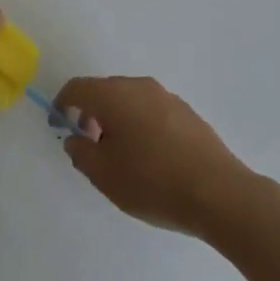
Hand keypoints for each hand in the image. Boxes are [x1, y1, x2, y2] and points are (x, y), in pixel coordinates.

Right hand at [59, 77, 254, 235]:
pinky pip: (152, 111)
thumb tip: (76, 138)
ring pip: (130, 100)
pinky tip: (149, 157)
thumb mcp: (104, 175)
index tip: (59, 126)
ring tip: (120, 156)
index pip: (77, 87)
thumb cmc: (153, 182)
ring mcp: (168, 98)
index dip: (62, 104)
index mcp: (114, 95)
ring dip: (117, 119)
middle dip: (90, 113)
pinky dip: (140, 124)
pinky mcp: (188, 113)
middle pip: (104, 91)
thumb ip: (81, 152)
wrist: (220, 194)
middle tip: (89, 145)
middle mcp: (140, 87)